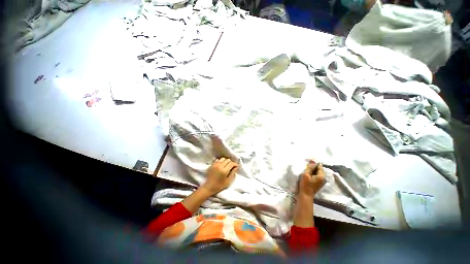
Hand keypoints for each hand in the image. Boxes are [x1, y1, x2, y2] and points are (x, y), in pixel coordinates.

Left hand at [201, 157, 237, 195]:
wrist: (209, 187)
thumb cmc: (219, 186)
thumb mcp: (228, 181)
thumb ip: (233, 173)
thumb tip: (236, 167)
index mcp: (224, 170)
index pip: (231, 163)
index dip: (235, 164)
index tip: (236, 167)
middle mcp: (219, 166)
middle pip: (227, 160)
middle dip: (231, 162)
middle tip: (231, 167)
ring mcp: (215, 165)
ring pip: (223, 158)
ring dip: (226, 161)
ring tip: (226, 166)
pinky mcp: (212, 165)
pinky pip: (218, 160)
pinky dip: (221, 161)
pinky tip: (221, 166)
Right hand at [299, 160, 325, 198]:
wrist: (305, 195)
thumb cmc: (305, 185)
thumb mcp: (306, 174)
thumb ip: (310, 168)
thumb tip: (313, 162)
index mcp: (321, 176)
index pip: (319, 166)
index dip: (314, 164)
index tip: (307, 164)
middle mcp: (323, 178)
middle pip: (319, 169)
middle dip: (313, 167)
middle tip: (306, 167)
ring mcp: (321, 181)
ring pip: (317, 173)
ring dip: (312, 171)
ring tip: (306, 171)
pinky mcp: (318, 183)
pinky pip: (316, 176)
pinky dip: (312, 174)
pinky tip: (307, 175)